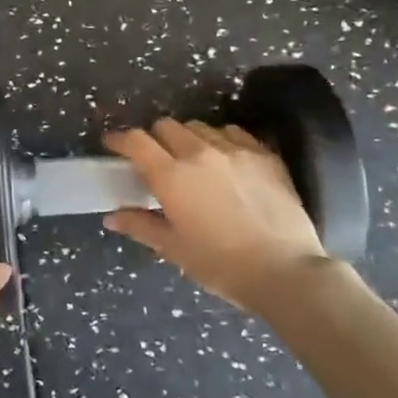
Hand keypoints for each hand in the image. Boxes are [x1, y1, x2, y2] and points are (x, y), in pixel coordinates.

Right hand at [101, 118, 330, 311]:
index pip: (136, 140)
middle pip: (166, 125)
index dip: (119, 139)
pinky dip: (220, 139)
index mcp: (171, 175)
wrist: (285, 271)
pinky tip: (224, 159)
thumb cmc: (221, 264)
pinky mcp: (263, 154)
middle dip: (154, 138)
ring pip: (198, 126)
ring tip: (192, 159)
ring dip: (187, 138)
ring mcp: (234, 149)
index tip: (113, 144)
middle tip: (155, 159)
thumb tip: (112, 217)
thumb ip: (140, 226)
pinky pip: (232, 132)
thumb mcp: (174, 249)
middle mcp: (199, 152)